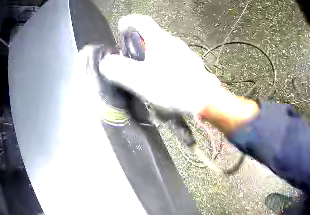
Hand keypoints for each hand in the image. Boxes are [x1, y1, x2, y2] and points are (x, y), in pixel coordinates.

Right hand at [99, 15, 223, 114]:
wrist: (203, 100)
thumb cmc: (171, 87)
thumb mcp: (139, 80)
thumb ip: (120, 70)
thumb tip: (106, 62)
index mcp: (160, 40)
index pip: (143, 22)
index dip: (130, 21)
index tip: (121, 25)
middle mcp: (173, 42)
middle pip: (152, 35)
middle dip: (138, 40)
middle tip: (128, 53)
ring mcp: (183, 52)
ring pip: (161, 47)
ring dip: (149, 52)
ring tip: (141, 67)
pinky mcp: (189, 64)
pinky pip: (170, 57)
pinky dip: (159, 61)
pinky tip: (158, 75)